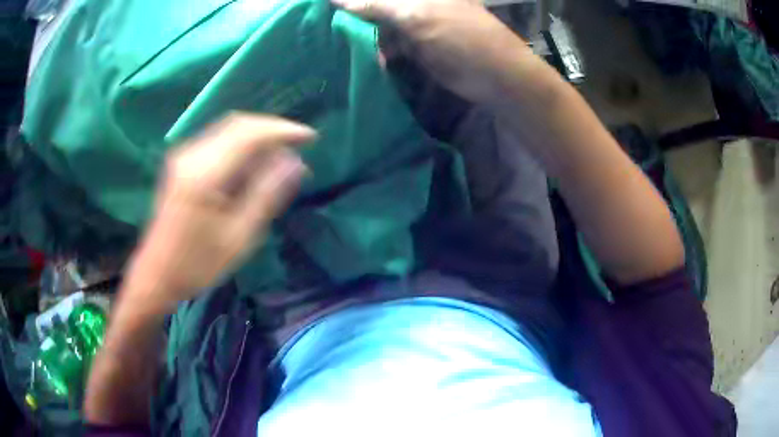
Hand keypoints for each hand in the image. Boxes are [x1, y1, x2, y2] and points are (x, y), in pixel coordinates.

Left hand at [123, 114, 314, 309]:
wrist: (156, 274)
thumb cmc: (197, 264)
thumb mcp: (239, 236)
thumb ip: (266, 194)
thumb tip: (295, 163)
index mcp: (205, 173)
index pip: (250, 133)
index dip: (283, 130)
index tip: (310, 138)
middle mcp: (191, 155)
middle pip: (238, 124)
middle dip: (272, 130)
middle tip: (297, 148)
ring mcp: (183, 156)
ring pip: (228, 130)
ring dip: (257, 138)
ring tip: (280, 158)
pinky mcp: (181, 163)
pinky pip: (218, 141)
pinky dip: (241, 146)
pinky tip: (252, 165)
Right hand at [332, 0, 535, 104]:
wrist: (495, 76)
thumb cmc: (460, 36)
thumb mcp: (415, 15)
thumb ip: (376, 5)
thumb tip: (334, 0)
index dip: (355, 0)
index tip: (328, 6)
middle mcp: (417, 2)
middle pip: (379, 4)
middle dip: (357, 14)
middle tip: (329, 25)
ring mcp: (417, 23)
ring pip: (381, 24)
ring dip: (364, 34)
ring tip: (342, 43)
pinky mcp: (417, 46)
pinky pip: (390, 44)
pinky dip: (379, 51)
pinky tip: (369, 57)